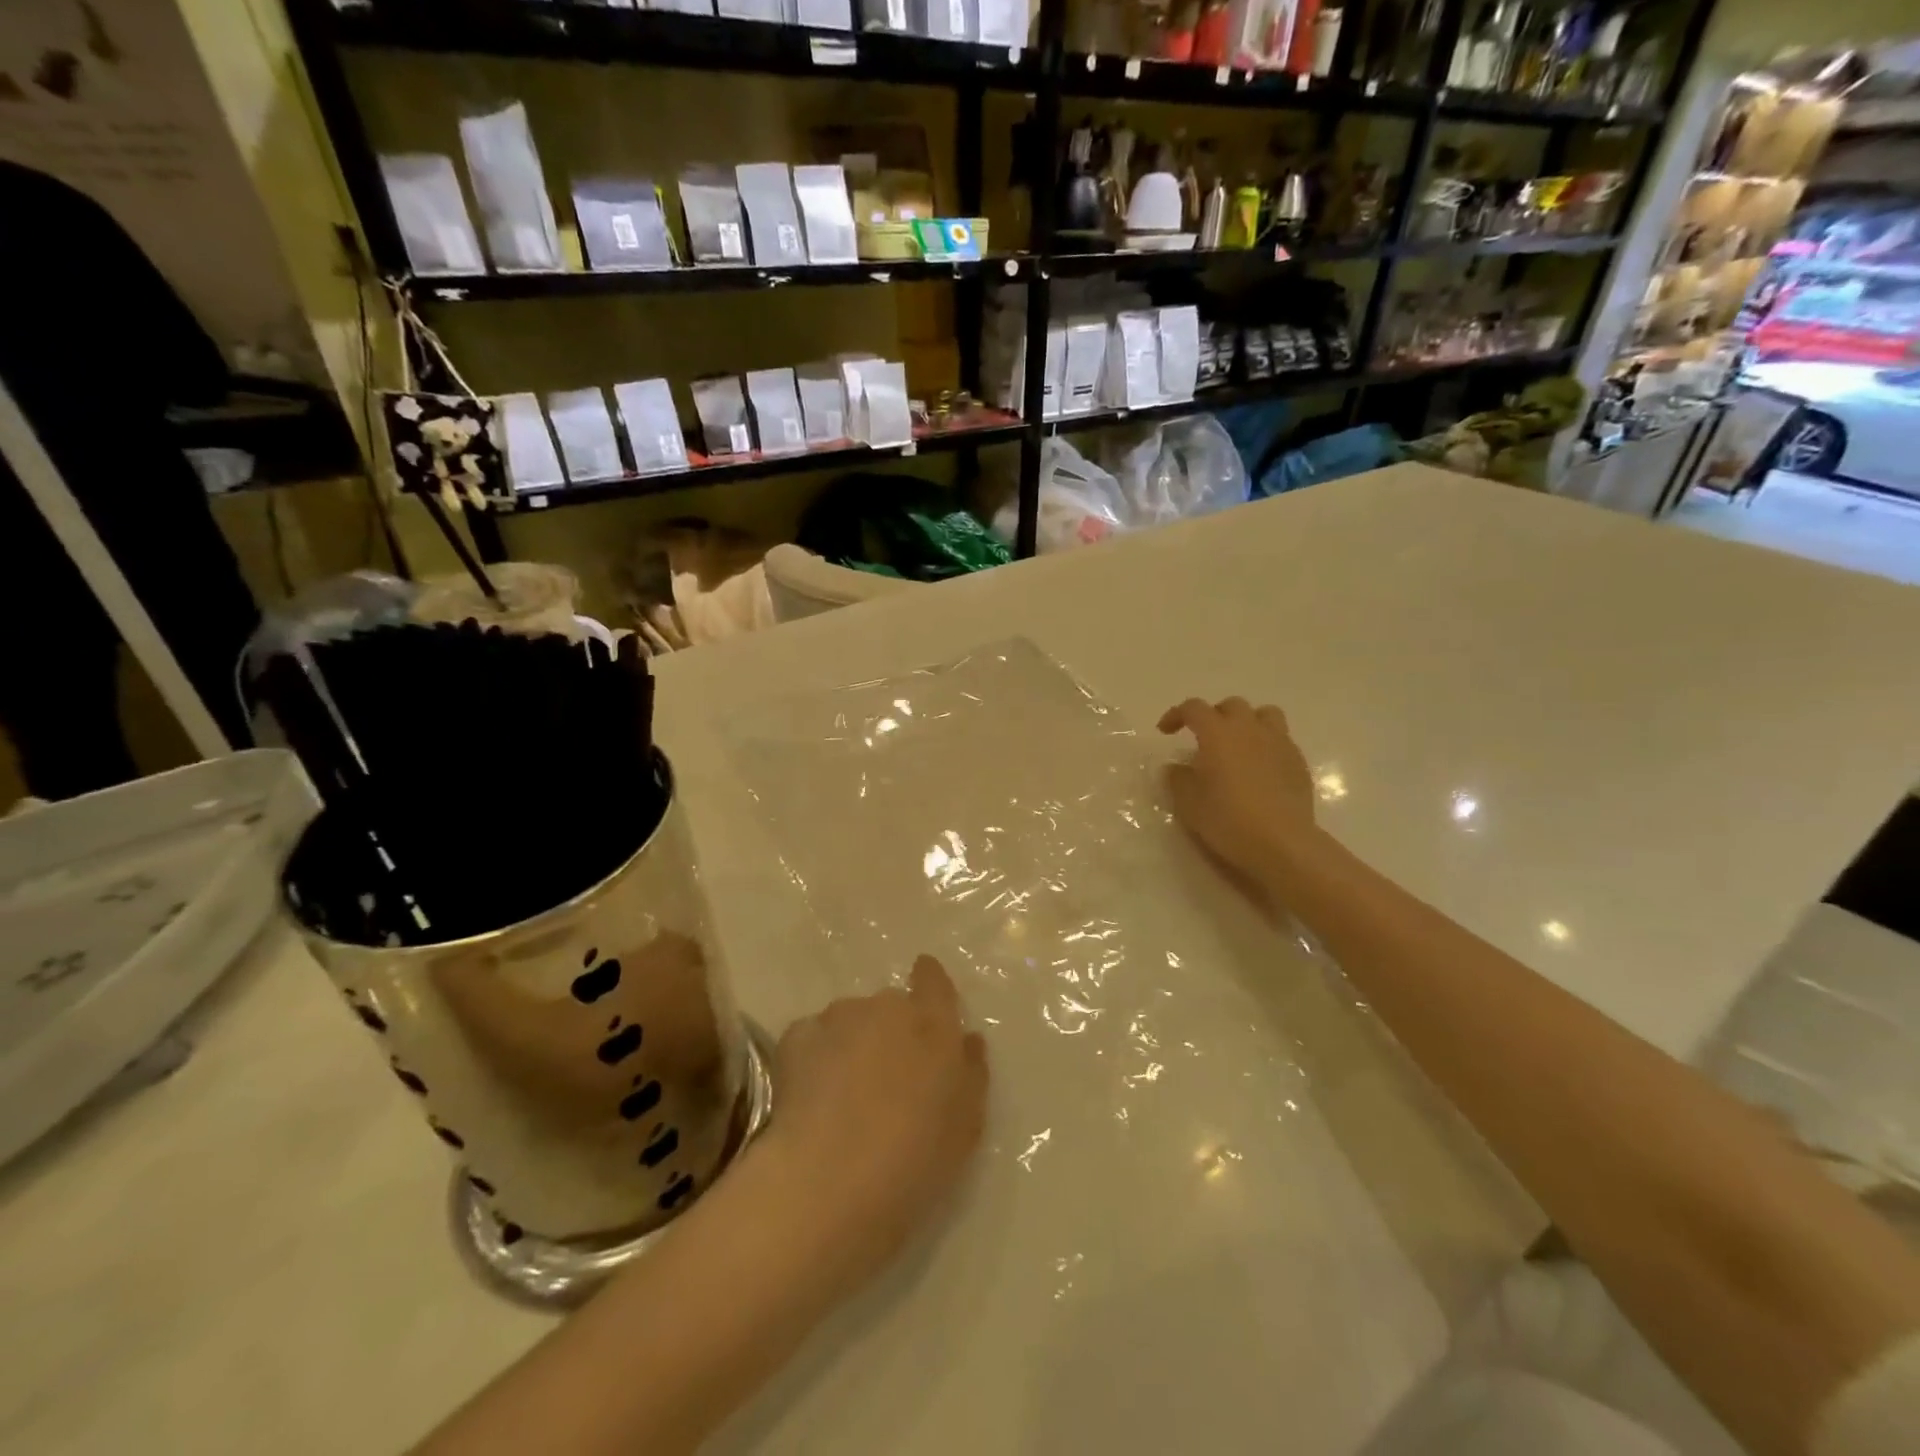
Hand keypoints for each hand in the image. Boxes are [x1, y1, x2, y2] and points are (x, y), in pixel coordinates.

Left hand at [759, 957, 987, 1283]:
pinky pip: (812, 1039)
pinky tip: (811, 1099)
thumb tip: (968, 1039)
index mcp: (933, 1024)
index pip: (933, 980)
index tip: (924, 991)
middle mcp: (887, 1007)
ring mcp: (838, 1017)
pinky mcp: (797, 1036)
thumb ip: (971, 1073)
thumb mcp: (966, 1126)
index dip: (929, 981)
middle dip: (890, 1031)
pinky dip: (814, 1059)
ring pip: (850, 1020)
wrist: (830, 1181)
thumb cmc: (914, 1160)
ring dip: (852, 1044)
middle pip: (891, 1006)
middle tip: (886, 1080)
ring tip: (843, 1096)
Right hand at [1158, 697, 1318, 893]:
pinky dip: (1266, 745)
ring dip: (1247, 722)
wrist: (1281, 842)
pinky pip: (1280, 739)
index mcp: (1218, 733)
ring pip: (1264, 714)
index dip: (1176, 714)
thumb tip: (1176, 767)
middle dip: (1214, 715)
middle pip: (1231, 705)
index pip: (1194, 708)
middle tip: (1203, 738)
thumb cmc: (1227, 819)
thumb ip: (1177, 778)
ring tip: (1238, 744)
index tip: (1165, 731)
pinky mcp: (1298, 762)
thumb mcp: (1188, 802)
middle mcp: (1249, 729)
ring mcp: (1279, 743)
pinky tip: (1259, 769)